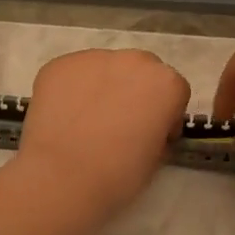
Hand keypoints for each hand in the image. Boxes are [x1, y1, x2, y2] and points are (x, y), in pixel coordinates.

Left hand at [16, 48, 192, 214]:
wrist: (62, 176)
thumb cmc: (118, 174)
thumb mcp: (156, 157)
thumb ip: (158, 130)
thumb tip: (145, 127)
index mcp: (166, 83)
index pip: (175, 91)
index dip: (165, 114)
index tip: (153, 135)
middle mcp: (133, 61)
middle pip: (141, 71)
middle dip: (135, 91)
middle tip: (119, 124)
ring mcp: (93, 58)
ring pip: (105, 68)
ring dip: (103, 87)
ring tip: (86, 120)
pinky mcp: (59, 64)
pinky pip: (74, 75)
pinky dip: (72, 90)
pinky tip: (64, 117)